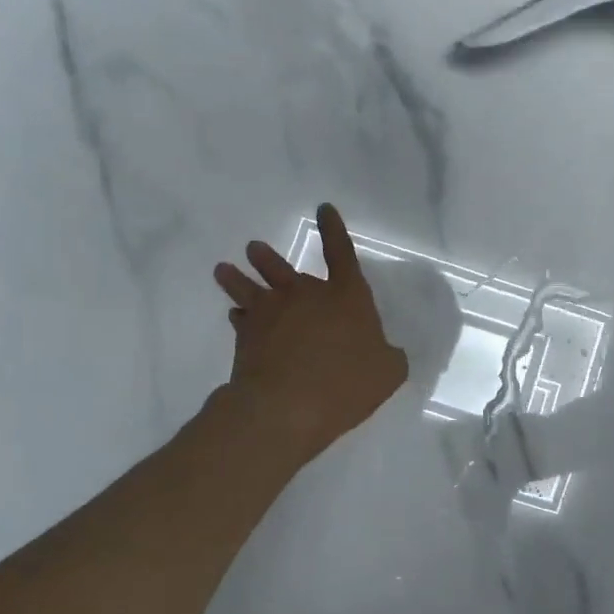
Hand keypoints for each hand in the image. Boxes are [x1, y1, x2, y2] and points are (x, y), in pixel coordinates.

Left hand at [213, 203, 409, 461]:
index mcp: (345, 295)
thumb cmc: (346, 382)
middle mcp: (305, 295)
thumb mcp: (388, 372)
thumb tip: (386, 353)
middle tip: (253, 247)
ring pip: (250, 286)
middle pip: (283, 267)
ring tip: (224, 268)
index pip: (341, 253)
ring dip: (238, 276)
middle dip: (268, 257)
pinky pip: (240, 318)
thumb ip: (389, 357)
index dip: (334, 229)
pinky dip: (239, 316)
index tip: (323, 209)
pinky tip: (235, 316)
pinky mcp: (247, 335)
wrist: (287, 405)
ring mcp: (271, 313)